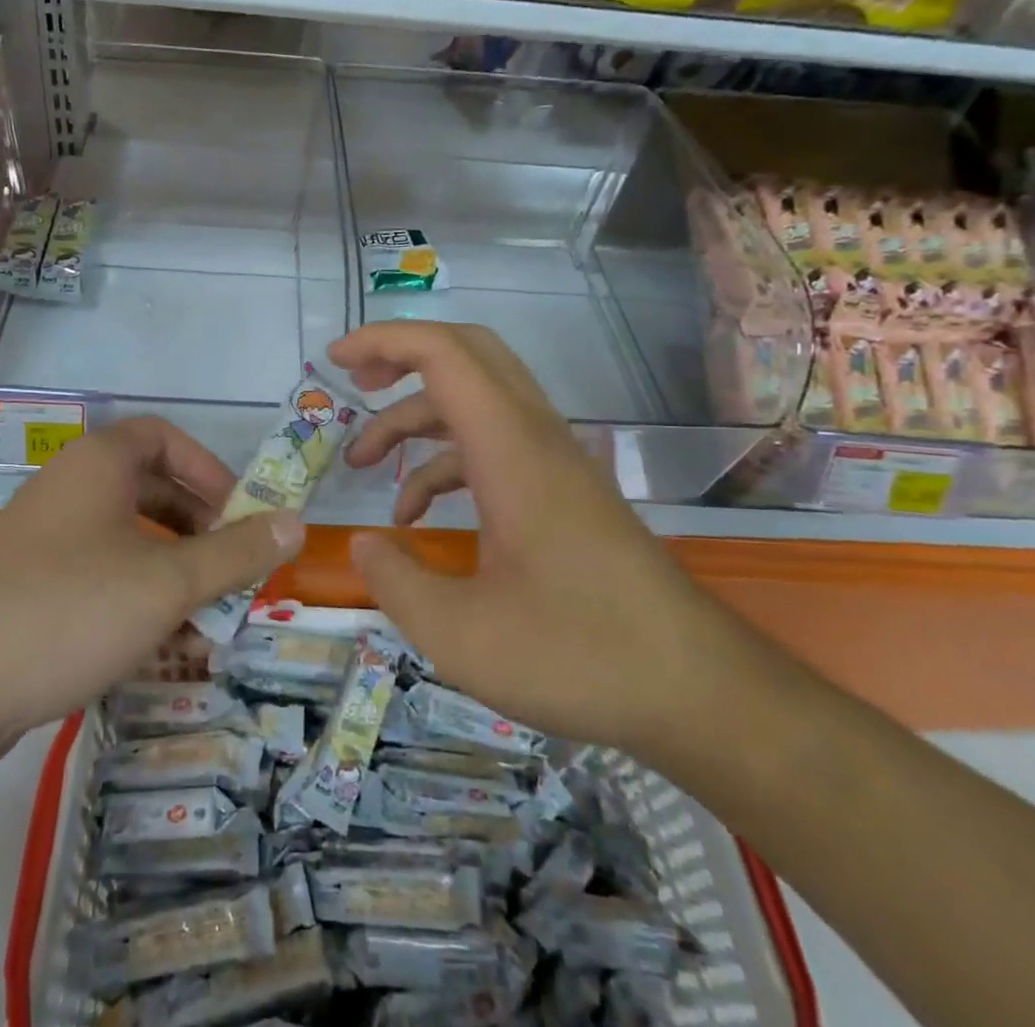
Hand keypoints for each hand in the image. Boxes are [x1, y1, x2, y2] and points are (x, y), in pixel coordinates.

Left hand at [0, 418, 303, 745]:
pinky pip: (98, 579)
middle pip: (151, 491)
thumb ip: (237, 553)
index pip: (165, 438)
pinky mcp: (29, 588)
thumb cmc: (69, 609)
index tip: (241, 513)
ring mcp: (44, 540)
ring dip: (173, 574)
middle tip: (233, 570)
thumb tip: (297, 523)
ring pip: (128, 542)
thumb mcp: (168, 581)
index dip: (210, 470)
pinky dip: (135, 601)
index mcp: (99, 464)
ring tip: (207, 621)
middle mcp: (69, 489)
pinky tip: (160, 650)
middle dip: (199, 530)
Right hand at [331, 322, 749, 759]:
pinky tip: (417, 517)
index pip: (443, 355)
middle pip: (468, 354)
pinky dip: (446, 463)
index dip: (383, 342)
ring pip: (476, 402)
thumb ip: (395, 581)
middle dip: (402, 357)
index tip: (333, 362)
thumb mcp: (460, 635)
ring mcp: (553, 463)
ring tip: (363, 462)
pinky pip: (493, 447)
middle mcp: (534, 438)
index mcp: (510, 449)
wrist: (700, 692)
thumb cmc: (579, 656)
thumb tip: (362, 544)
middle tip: (352, 382)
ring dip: (416, 419)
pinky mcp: (563, 492)